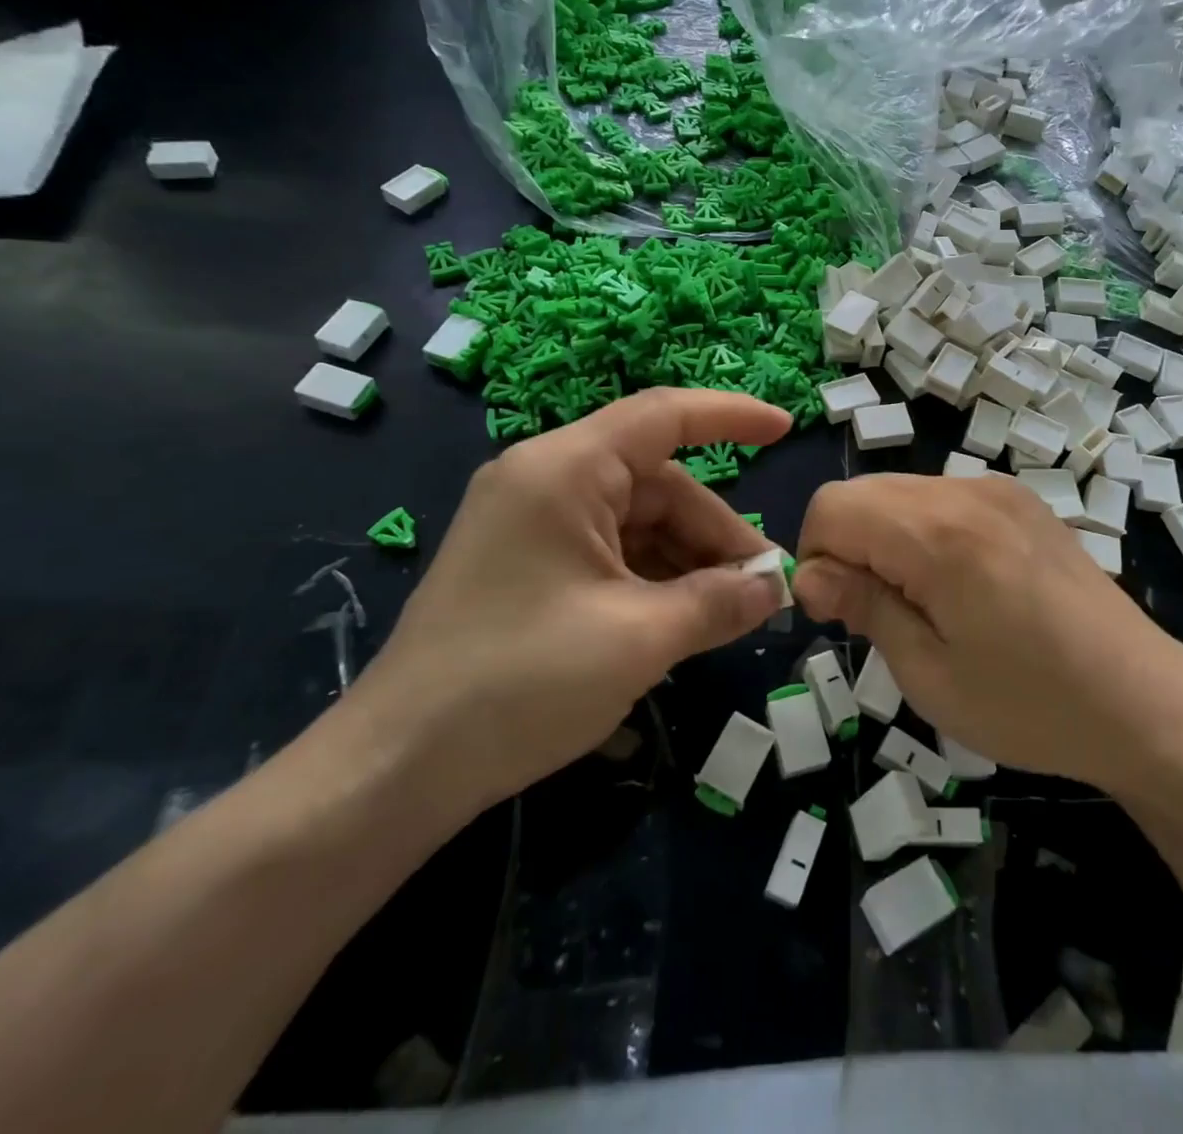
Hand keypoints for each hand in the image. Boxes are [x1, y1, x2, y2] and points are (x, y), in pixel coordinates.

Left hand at [347, 389, 791, 820]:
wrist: (396, 768)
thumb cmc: (520, 684)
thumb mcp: (638, 639)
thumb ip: (718, 602)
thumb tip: (776, 586)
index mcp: (565, 470)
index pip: (663, 415)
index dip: (732, 416)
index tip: (787, 429)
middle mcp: (546, 480)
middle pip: (658, 484)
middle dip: (715, 532)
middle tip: (765, 587)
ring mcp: (532, 523)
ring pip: (637, 522)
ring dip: (688, 561)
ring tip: (731, 612)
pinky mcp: (526, 563)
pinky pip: (609, 551)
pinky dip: (652, 578)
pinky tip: (682, 620)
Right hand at [792, 474, 1182, 813]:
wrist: (1145, 702)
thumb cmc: (1029, 704)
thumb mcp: (929, 673)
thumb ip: (863, 607)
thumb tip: (810, 575)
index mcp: (937, 533)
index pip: (831, 507)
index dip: (815, 558)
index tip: (839, 612)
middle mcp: (965, 492)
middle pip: (861, 491)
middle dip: (846, 545)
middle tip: (875, 613)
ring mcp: (998, 490)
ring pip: (900, 491)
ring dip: (884, 537)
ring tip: (921, 602)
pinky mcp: (1020, 500)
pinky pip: (941, 497)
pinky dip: (922, 530)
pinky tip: (958, 583)